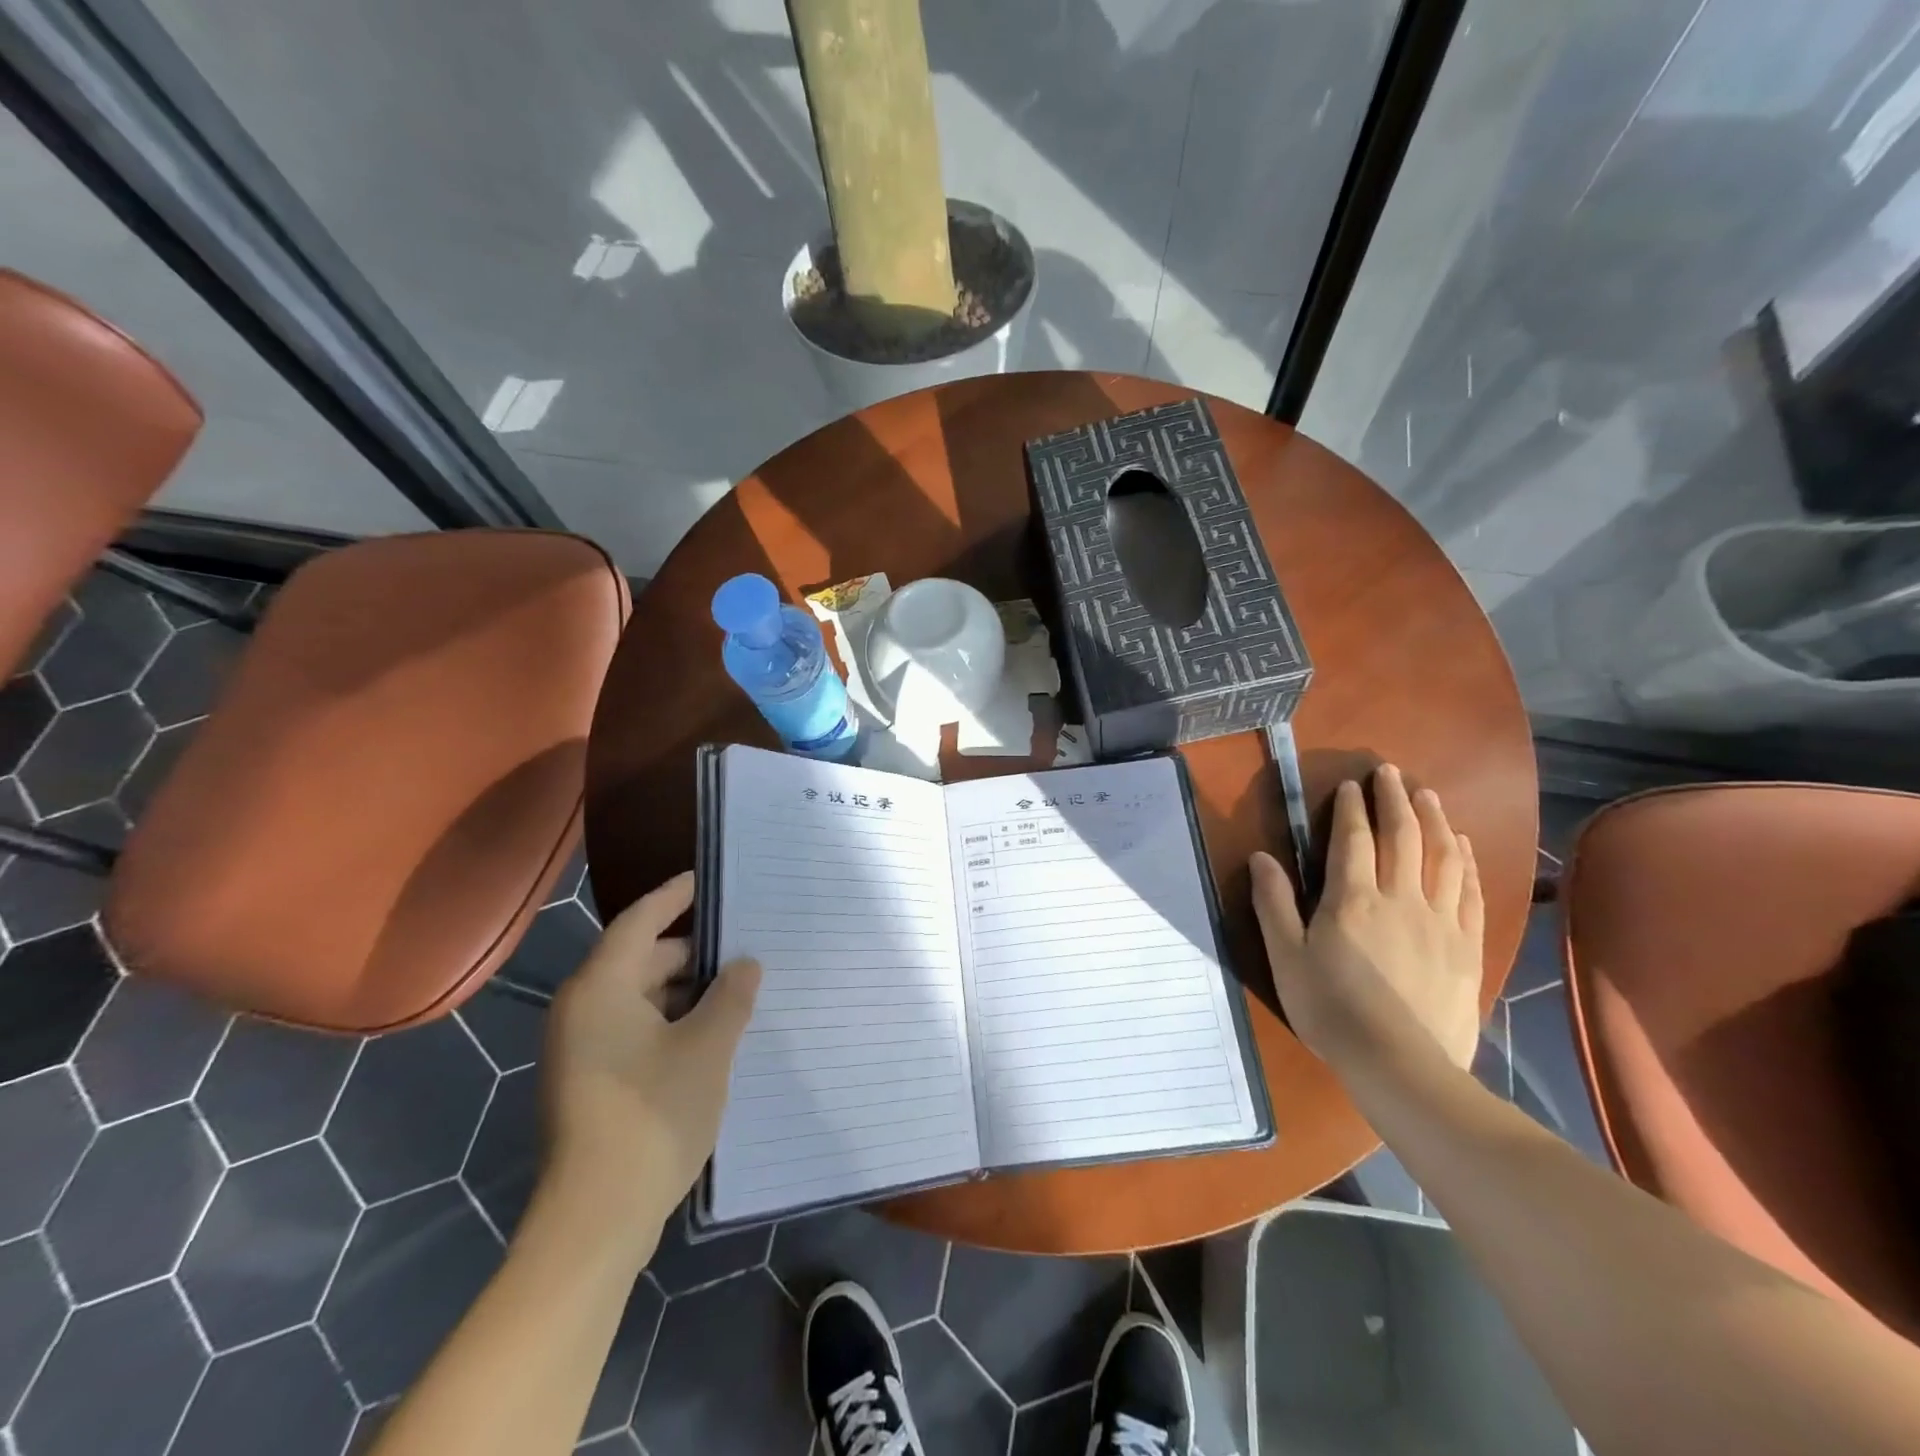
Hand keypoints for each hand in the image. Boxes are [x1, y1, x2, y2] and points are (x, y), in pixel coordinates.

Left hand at [536, 871, 760, 1260]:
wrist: (595, 1221)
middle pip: (641, 959)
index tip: (707, 879)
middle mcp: (582, 1009)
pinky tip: (712, 1032)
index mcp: (601, 988)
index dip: (675, 896)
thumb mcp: (708, 1048)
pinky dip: (671, 1021)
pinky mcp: (590, 1081)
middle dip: (693, 952)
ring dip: (686, 991)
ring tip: (738, 988)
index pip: (640, 920)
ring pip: (640, 998)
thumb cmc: (652, 1116)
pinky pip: (635, 1029)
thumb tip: (743, 965)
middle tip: (743, 944)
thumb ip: (730, 996)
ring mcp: (581, 1048)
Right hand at [1250, 763, 1482, 1076]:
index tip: (1352, 785)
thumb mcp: (1286, 957)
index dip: (1352, 809)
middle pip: (1402, 837)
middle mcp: (1400, 899)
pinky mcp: (1466, 946)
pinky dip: (1465, 863)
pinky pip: (1469, 892)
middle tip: (1392, 772)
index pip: (1353, 840)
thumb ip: (1274, 904)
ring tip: (1428, 796)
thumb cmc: (1331, 1009)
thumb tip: (1261, 858)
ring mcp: (1439, 922)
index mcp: (1352, 900)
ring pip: (1441, 858)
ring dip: (1433, 821)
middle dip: (1395, 800)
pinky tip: (1461, 848)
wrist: (1400, 1065)